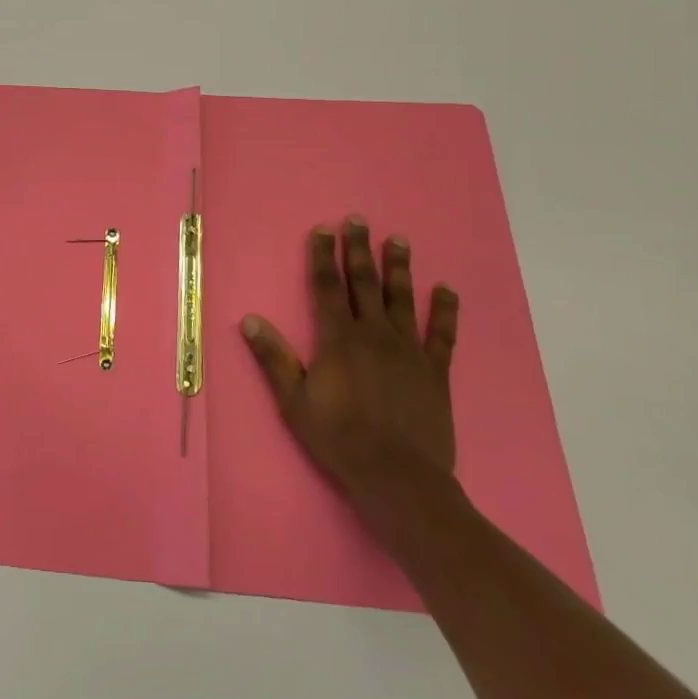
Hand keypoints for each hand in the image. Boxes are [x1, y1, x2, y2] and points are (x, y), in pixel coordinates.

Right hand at [241, 216, 459, 528]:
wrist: (399, 479)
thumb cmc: (339, 439)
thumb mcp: (294, 401)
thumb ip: (274, 359)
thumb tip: (250, 320)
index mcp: (339, 339)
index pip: (327, 287)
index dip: (322, 256)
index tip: (323, 229)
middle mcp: (374, 335)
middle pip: (364, 283)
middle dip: (358, 249)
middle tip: (358, 220)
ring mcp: (409, 351)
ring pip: (402, 299)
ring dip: (399, 267)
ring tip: (398, 239)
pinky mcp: (435, 371)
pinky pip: (442, 334)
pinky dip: (445, 310)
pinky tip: (447, 289)